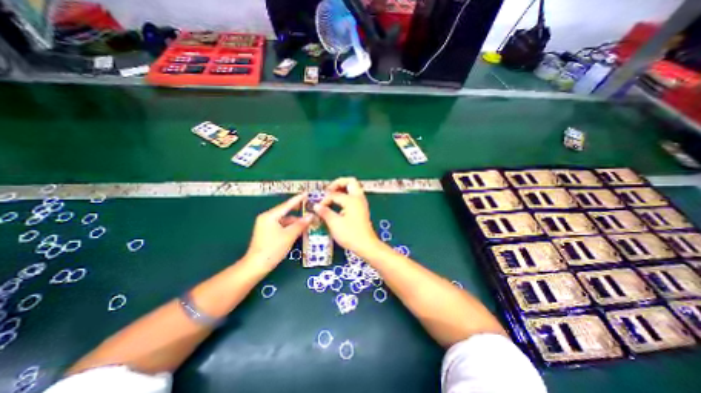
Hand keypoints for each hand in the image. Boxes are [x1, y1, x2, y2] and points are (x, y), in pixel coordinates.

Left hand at [244, 192, 312, 269]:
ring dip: (295, 221)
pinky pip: (281, 225)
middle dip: (298, 210)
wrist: (256, 266)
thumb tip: (311, 215)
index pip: (287, 205)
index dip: (298, 199)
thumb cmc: (273, 249)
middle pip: (285, 211)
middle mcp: (267, 218)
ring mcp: (266, 225)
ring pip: (284, 219)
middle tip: (309, 207)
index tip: (306, 193)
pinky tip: (299, 229)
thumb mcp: (289, 235)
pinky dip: (290, 227)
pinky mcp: (267, 232)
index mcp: (270, 216)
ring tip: (308, 221)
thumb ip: (301, 224)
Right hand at [313, 176, 377, 255]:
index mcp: (352, 200)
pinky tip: (339, 204)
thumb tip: (316, 206)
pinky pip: (354, 196)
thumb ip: (325, 212)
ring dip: (343, 188)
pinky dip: (346, 195)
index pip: (334, 194)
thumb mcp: (335, 223)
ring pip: (353, 188)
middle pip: (350, 181)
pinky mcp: (362, 209)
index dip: (325, 200)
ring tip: (332, 195)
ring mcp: (362, 203)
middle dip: (338, 183)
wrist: (366, 245)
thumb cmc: (351, 235)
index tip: (319, 208)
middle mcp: (358, 198)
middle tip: (328, 190)